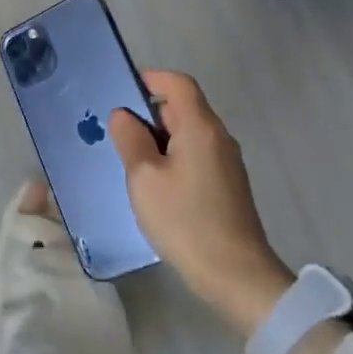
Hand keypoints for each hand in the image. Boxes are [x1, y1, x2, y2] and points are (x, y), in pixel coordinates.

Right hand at [110, 71, 292, 332]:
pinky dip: (172, 157)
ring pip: (188, 134)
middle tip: (117, 134)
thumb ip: (130, 139)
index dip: (150, 78)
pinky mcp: (227, 185)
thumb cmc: (185, 219)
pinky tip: (154, 185)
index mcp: (200, 127)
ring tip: (130, 161)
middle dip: (149, 113)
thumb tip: (124, 115)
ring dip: (158, 138)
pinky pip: (195, 155)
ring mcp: (226, 162)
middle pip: (183, 107)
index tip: (121, 90)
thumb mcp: (144, 177)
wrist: (236, 275)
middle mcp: (218, 137)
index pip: (177, 83)